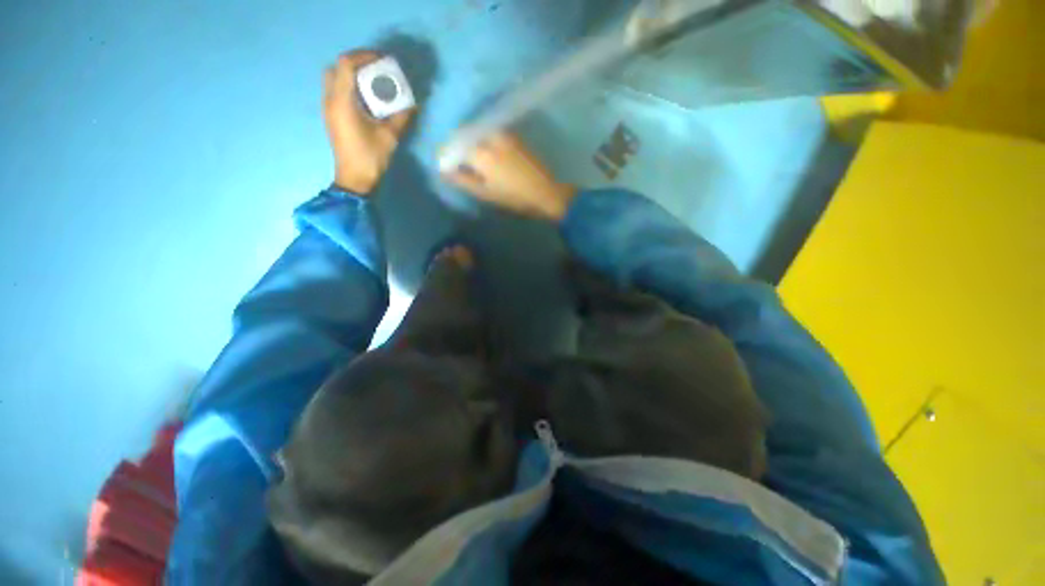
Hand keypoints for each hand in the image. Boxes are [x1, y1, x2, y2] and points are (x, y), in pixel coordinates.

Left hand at [323, 51, 414, 193]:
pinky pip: (337, 91)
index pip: (346, 64)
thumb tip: (413, 104)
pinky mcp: (332, 116)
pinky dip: (351, 86)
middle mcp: (331, 100)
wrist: (354, 179)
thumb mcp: (389, 137)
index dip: (364, 56)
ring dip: (353, 75)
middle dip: (357, 63)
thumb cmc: (370, 158)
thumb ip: (401, 117)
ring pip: (335, 78)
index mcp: (342, 102)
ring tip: (374, 82)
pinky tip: (367, 97)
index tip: (383, 61)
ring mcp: (329, 108)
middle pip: (336, 68)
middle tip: (377, 69)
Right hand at [441, 132, 576, 221]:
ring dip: (469, 139)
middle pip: (464, 133)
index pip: (454, 146)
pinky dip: (482, 137)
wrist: (545, 192)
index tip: (443, 162)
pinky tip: (484, 150)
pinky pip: (490, 131)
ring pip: (477, 130)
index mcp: (481, 154)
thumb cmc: (514, 197)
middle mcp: (490, 138)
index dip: (445, 153)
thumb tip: (444, 171)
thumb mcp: (486, 193)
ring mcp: (503, 134)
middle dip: (456, 143)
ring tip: (468, 154)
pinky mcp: (513, 135)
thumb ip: (463, 180)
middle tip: (454, 158)